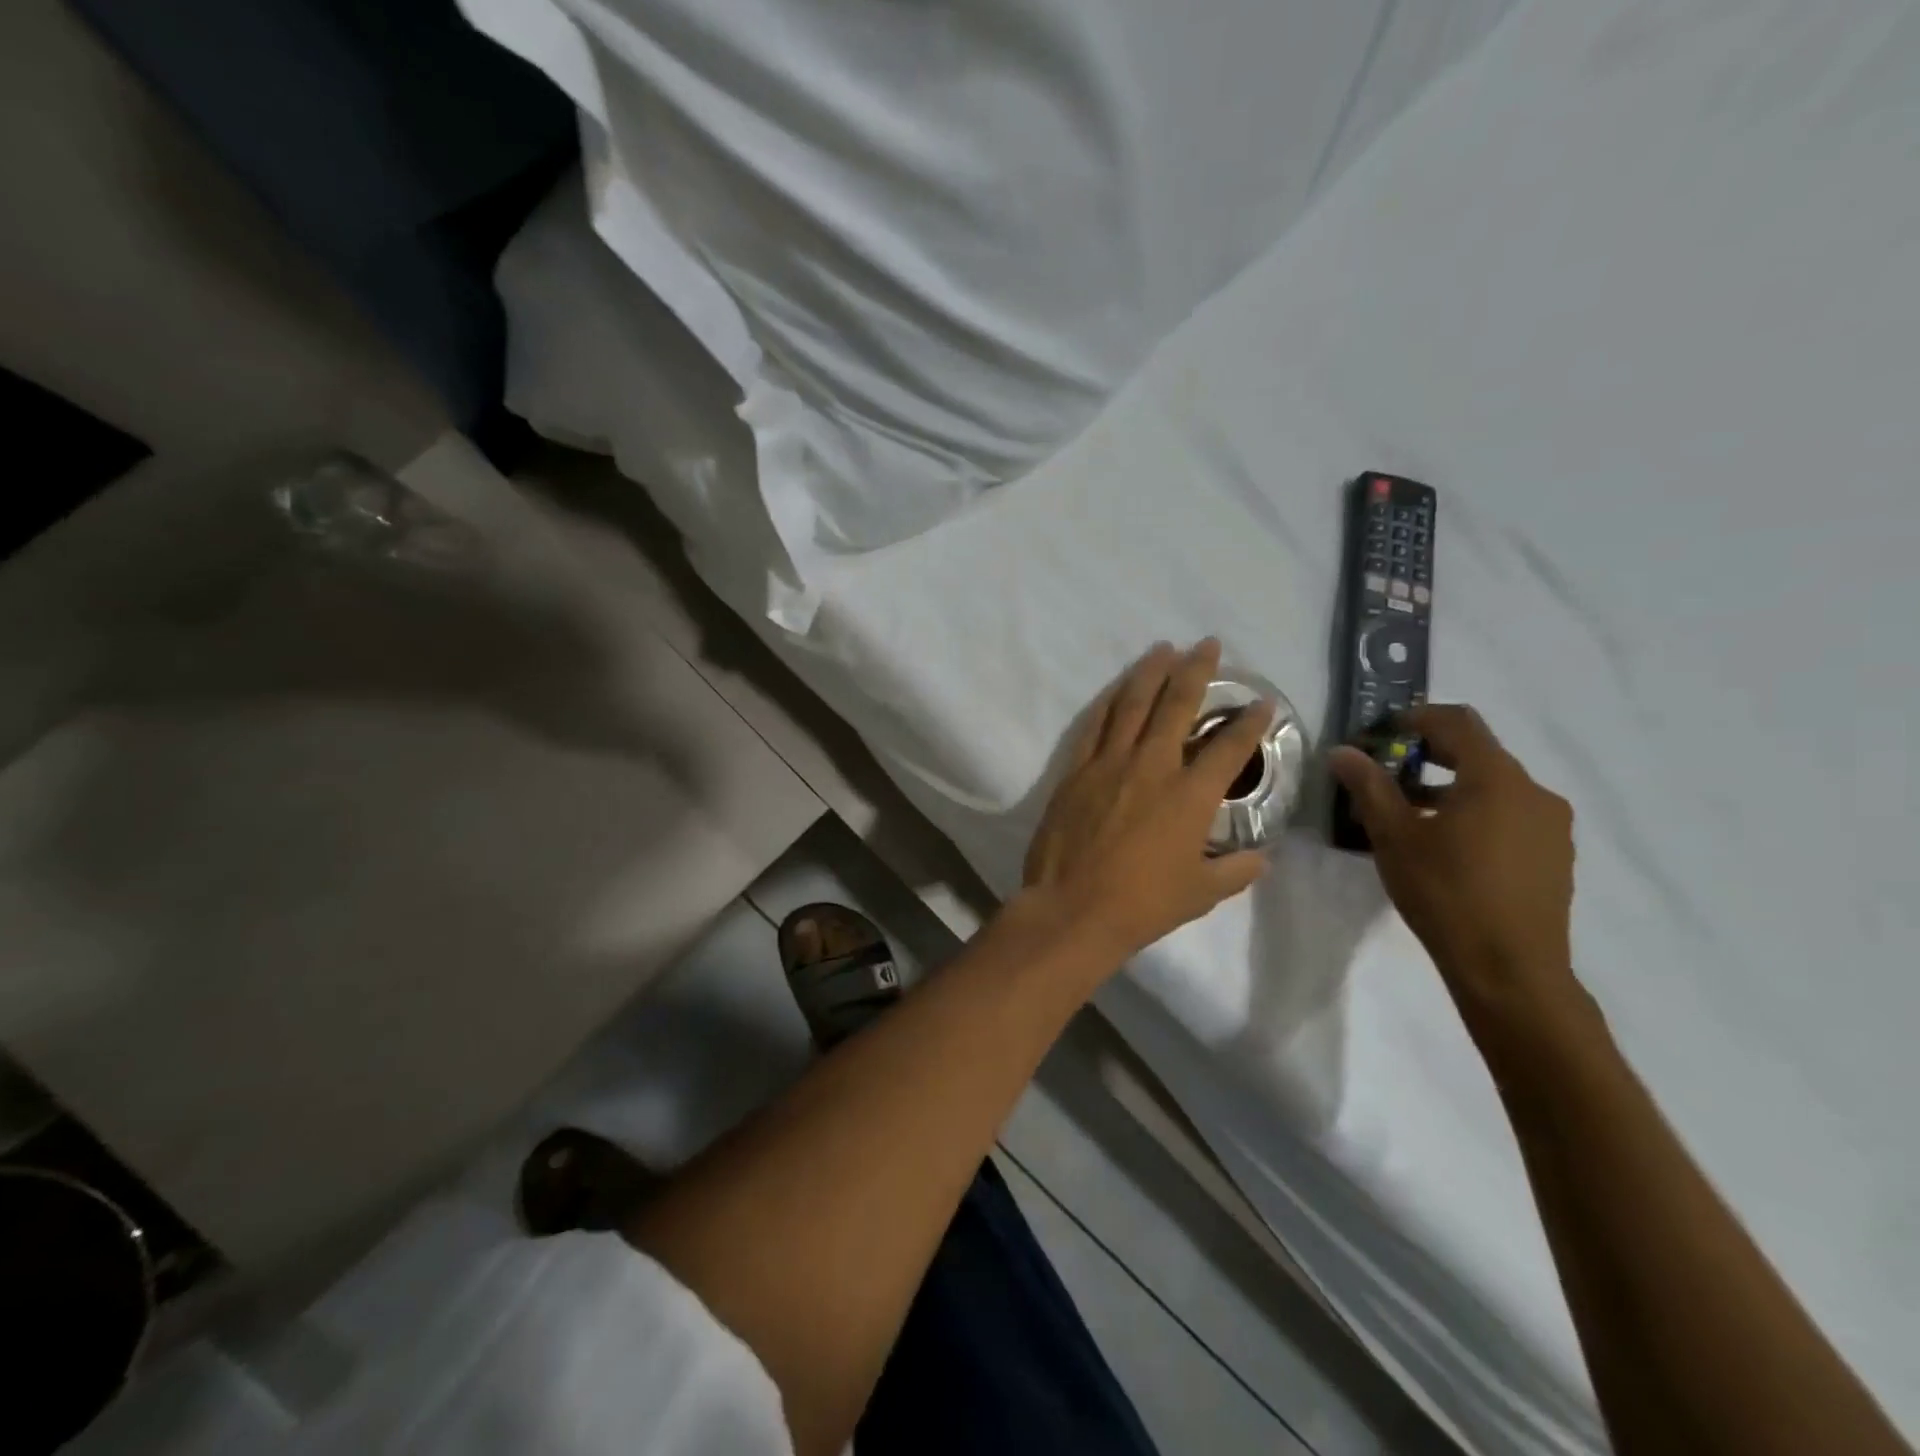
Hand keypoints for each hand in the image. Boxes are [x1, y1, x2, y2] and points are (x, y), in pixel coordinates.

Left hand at [1024, 639, 1271, 960]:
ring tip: (1163, 649)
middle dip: (1196, 670)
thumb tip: (1262, 857)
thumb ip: (1236, 870)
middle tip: (1207, 644)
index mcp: (1190, 795)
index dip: (1249, 721)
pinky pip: (1094, 726)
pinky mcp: (1076, 771)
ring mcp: (1109, 763)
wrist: (1073, 908)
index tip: (1261, 702)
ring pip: (1132, 705)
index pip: (1230, 747)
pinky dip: (1107, 703)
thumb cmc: (1142, 904)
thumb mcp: (1202, 893)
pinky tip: (1116, 689)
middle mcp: (1152, 766)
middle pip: (1177, 705)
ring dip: (1150, 673)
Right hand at [1329, 705, 1578, 1021]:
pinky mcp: (1556, 857)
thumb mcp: (1394, 836)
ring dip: (1452, 788)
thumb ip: (1369, 786)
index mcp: (1496, 778)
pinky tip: (1449, 848)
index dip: (1417, 718)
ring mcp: (1552, 826)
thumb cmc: (1445, 892)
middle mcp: (1534, 791)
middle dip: (1429, 756)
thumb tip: (1342, 751)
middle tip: (1387, 774)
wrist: (1510, 970)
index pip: (1458, 722)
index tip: (1381, 733)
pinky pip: (1511, 817)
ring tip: (1411, 816)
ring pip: (1495, 788)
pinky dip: (1477, 815)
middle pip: (1478, 754)